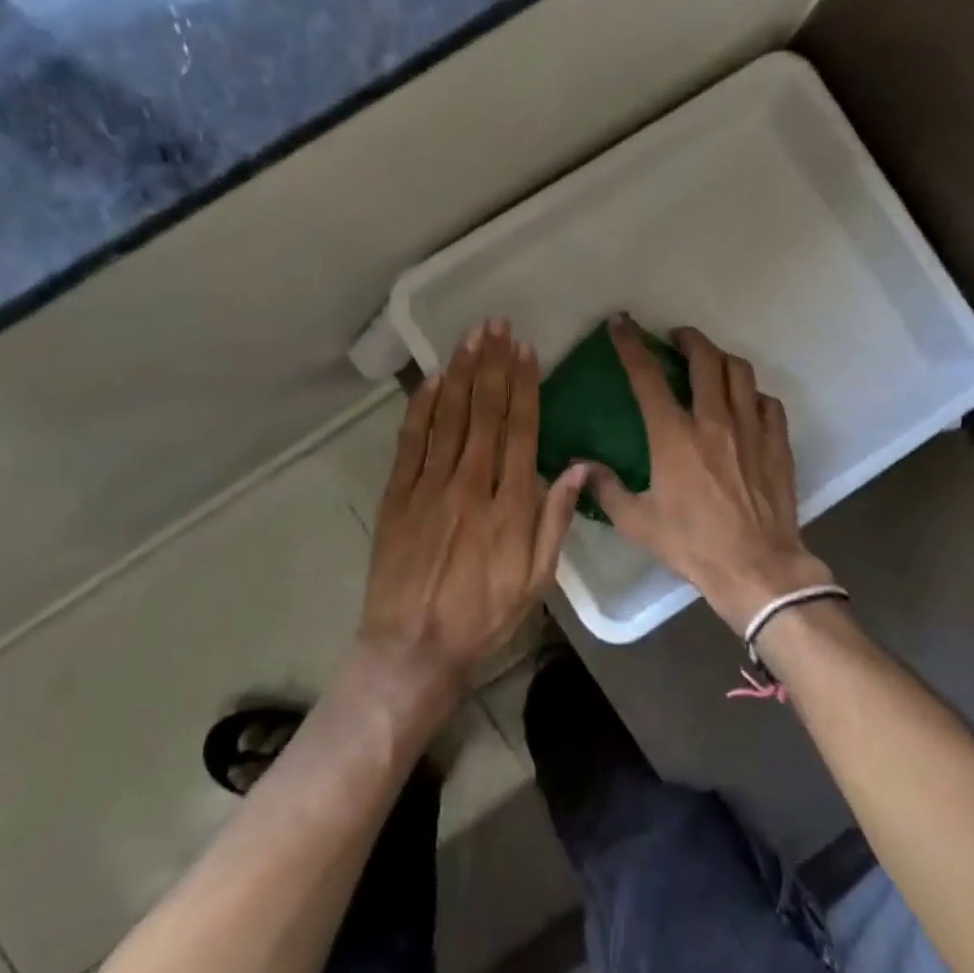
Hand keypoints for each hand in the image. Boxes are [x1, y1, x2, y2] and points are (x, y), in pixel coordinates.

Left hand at [359, 320, 587, 698]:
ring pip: (448, 418)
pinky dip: (421, 407)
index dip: (524, 386)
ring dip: (461, 374)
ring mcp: (429, 487)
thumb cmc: (483, 615)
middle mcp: (469, 485)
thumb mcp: (536, 580)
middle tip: (496, 325)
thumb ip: (555, 521)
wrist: (412, 647)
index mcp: (508, 505)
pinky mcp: (397, 496)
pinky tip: (432, 380)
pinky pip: (411, 441)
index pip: (519, 430)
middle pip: (484, 413)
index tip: (525, 351)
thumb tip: (576, 468)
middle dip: (493, 365)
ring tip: (470, 337)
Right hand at [586, 317, 831, 632]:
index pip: (647, 377)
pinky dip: (752, 394)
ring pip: (740, 371)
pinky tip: (745, 404)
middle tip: (677, 338)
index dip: (631, 344)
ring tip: (711, 363)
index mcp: (675, 436)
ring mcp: (751, 428)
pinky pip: (766, 401)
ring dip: (721, 358)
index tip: (622, 322)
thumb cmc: (694, 545)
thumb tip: (579, 464)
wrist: (758, 568)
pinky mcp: (777, 442)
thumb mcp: (639, 523)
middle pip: (705, 358)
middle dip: (688, 338)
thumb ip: (606, 488)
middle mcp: (714, 421)